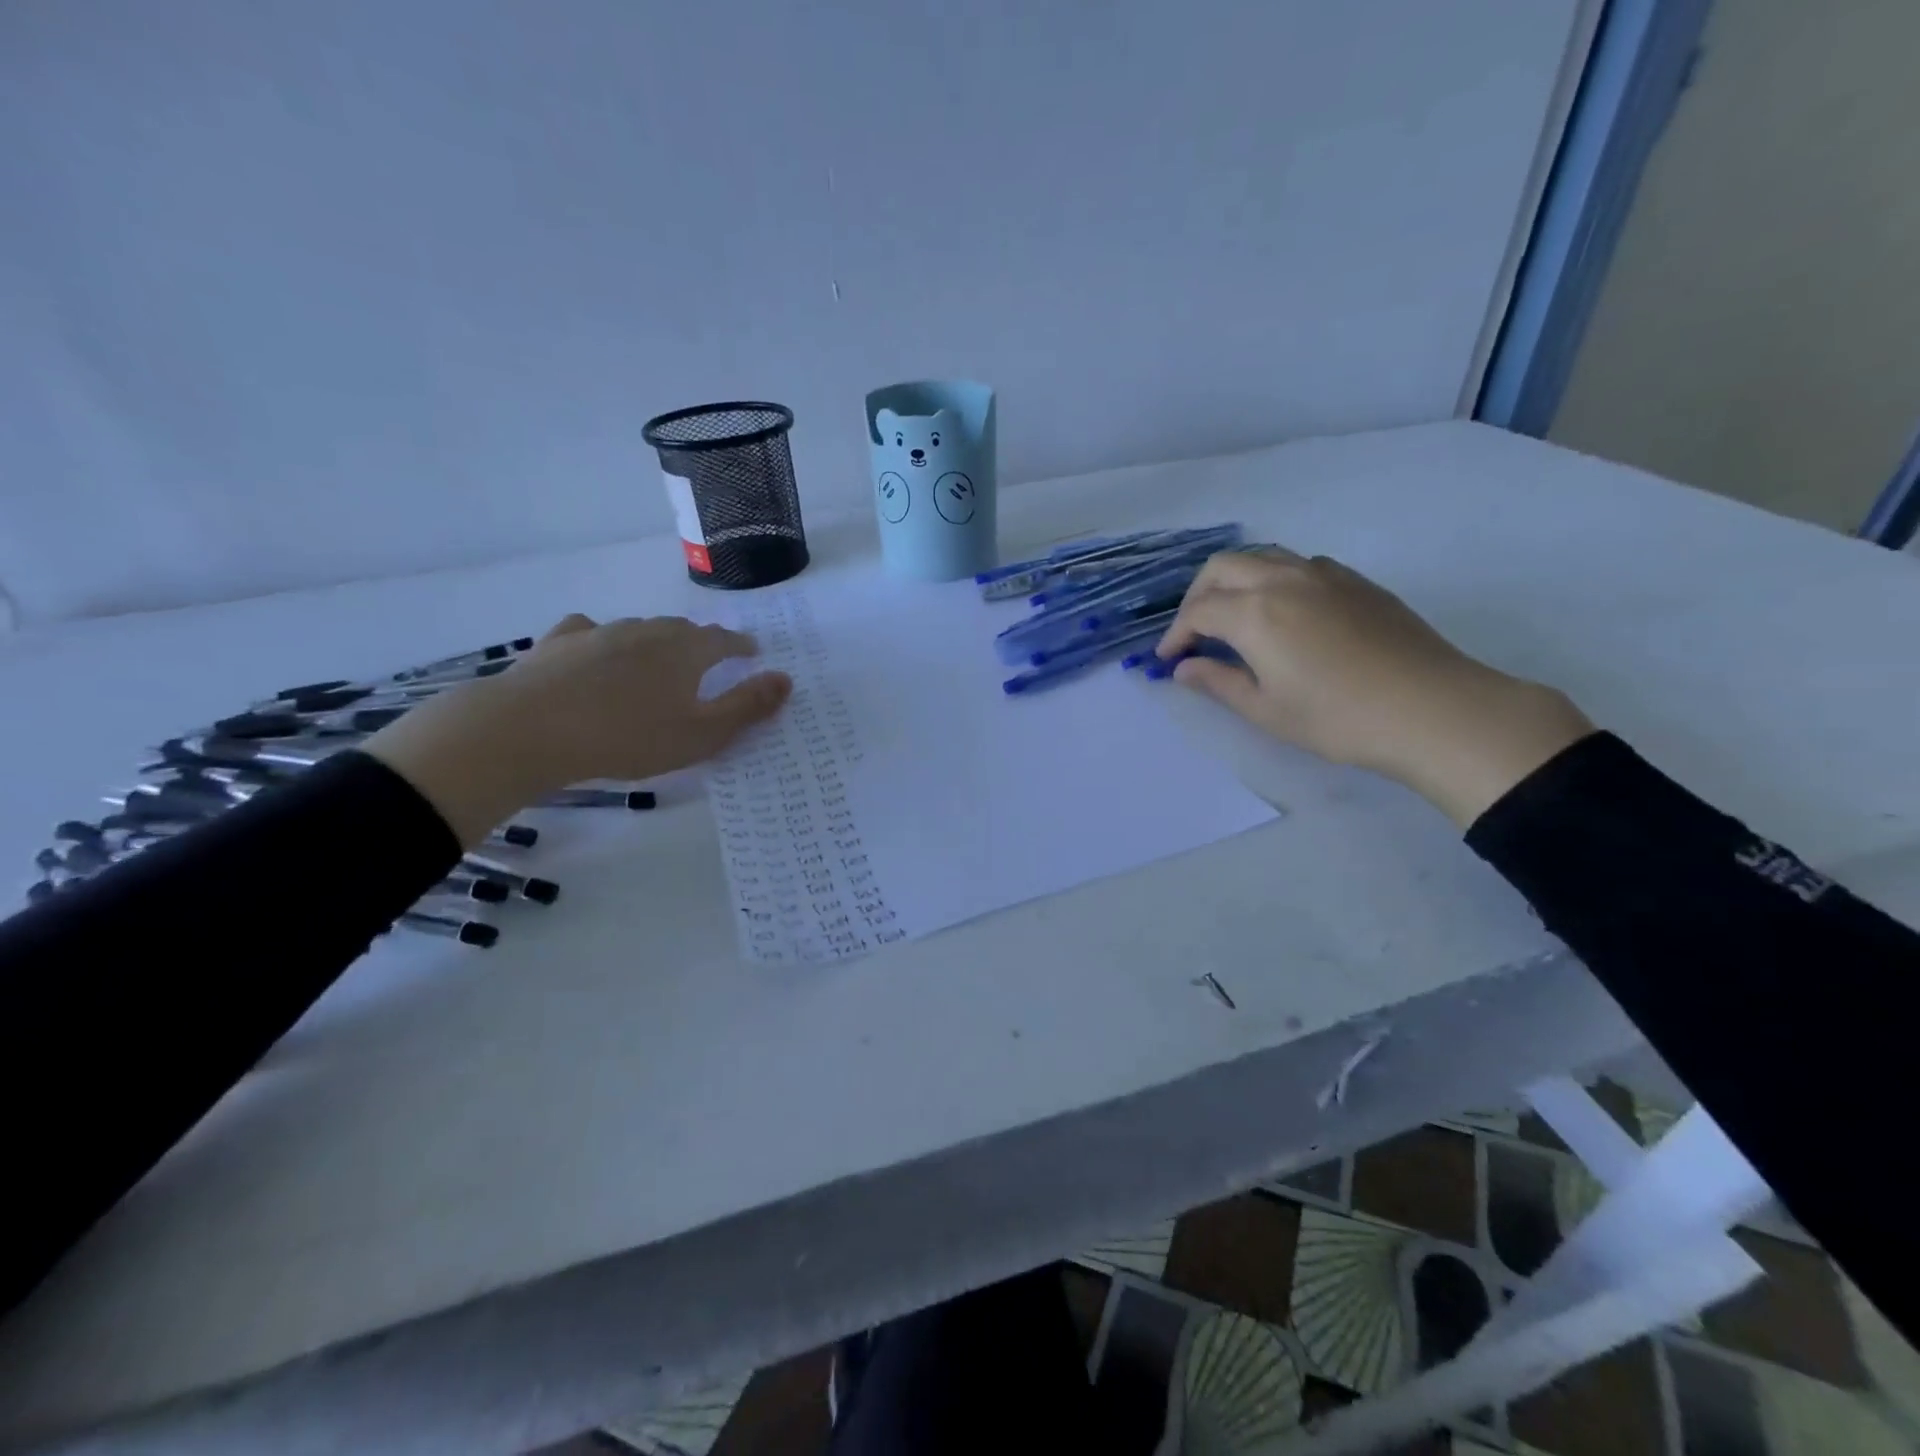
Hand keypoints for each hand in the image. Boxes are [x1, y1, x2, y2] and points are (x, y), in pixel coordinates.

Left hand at [366, 614, 790, 845]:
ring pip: (639, 630)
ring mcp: (600, 633)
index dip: (741, 647)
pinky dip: (601, 639)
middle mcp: (647, 631)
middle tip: (708, 661)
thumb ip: (746, 707)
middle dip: (701, 643)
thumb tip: (786, 680)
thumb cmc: (627, 737)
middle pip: (683, 630)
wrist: (529, 730)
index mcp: (685, 651)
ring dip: (655, 642)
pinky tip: (594, 650)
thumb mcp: (700, 735)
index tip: (752, 654)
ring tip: (657, 661)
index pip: (724, 641)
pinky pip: (588, 632)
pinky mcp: (559, 643)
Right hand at [1156, 548, 1592, 825]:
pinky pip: (1299, 564)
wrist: (1431, 708)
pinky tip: (1284, 613)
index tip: (1168, 660)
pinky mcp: (1356, 581)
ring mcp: (1323, 574)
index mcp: (1254, 612)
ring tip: (1233, 617)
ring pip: (1262, 557)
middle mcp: (1282, 579)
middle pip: (1221, 568)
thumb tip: (1184, 669)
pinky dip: (1274, 579)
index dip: (1176, 635)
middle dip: (1197, 596)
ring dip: (1234, 580)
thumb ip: (1218, 683)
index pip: (1198, 612)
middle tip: (1194, 633)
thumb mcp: (1266, 710)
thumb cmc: (1337, 718)